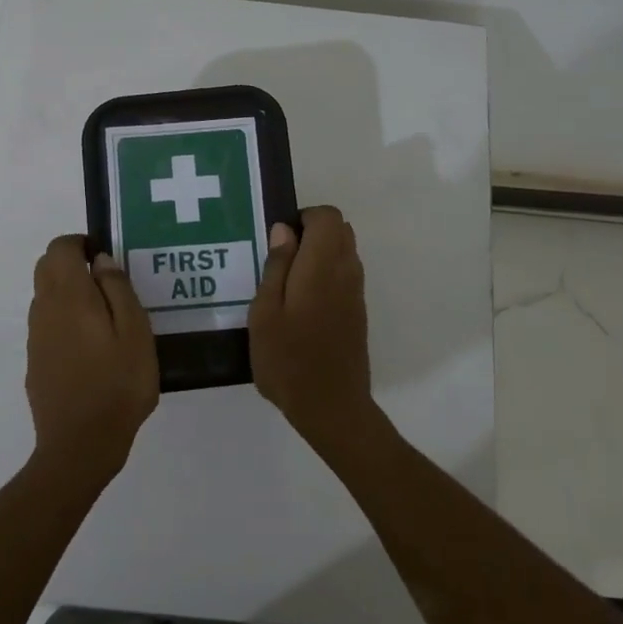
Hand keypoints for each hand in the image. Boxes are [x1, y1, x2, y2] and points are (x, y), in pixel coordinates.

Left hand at [26, 235, 158, 490]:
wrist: (80, 445)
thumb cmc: (118, 384)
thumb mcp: (135, 331)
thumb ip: (118, 288)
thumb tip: (101, 260)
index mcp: (69, 296)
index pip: (60, 247)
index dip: (81, 243)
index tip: (107, 257)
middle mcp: (44, 309)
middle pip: (47, 267)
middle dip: (72, 263)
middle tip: (108, 282)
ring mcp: (36, 337)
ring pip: (45, 295)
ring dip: (69, 291)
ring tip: (106, 316)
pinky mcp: (35, 360)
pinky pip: (47, 323)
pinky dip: (64, 318)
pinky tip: (91, 346)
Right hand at [248, 206, 376, 449]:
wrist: (331, 407)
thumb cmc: (288, 360)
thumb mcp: (265, 312)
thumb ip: (276, 266)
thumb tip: (284, 230)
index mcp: (323, 266)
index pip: (328, 216)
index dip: (304, 217)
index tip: (278, 238)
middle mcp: (346, 272)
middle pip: (340, 230)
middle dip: (312, 232)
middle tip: (279, 258)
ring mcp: (356, 293)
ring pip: (345, 252)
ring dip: (320, 254)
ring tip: (286, 282)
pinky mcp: (357, 312)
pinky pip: (345, 275)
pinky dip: (326, 274)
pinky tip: (301, 303)